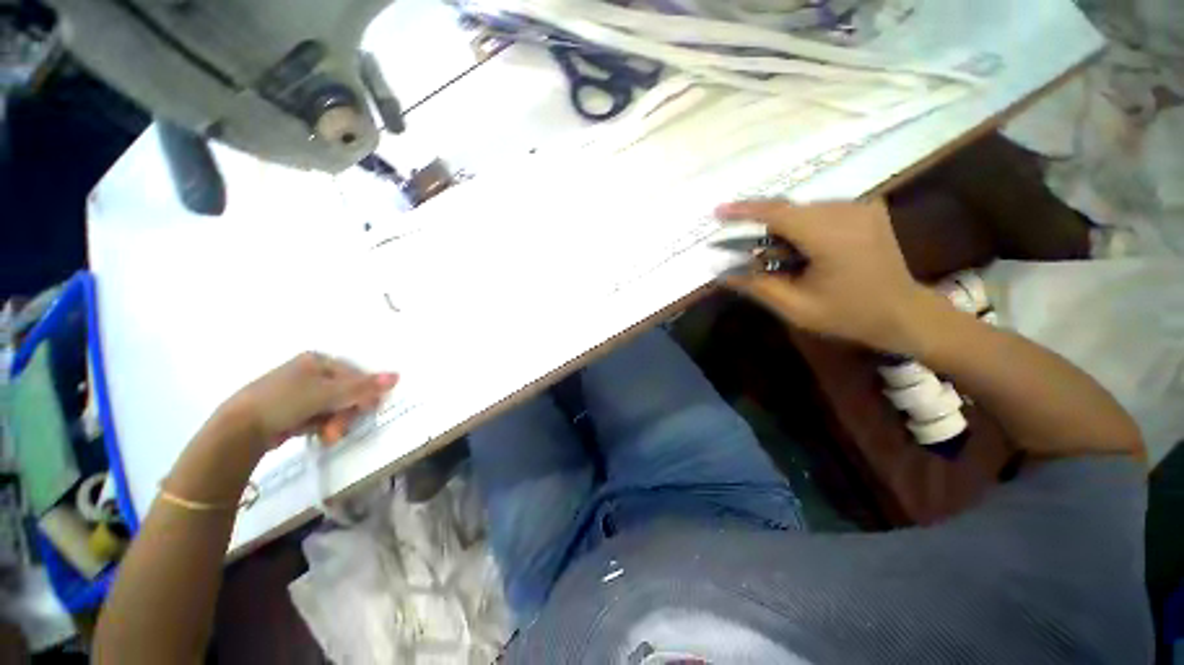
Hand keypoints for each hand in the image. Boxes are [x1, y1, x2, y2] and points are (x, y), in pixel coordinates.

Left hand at [220, 353, 397, 450]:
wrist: (239, 429)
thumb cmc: (285, 401)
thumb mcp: (328, 393)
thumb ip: (363, 387)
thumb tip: (397, 376)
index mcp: (317, 360)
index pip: (354, 375)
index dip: (363, 393)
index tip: (366, 410)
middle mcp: (310, 373)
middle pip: (345, 392)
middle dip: (346, 413)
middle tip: (339, 429)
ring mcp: (299, 392)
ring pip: (334, 407)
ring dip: (336, 423)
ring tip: (327, 436)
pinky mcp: (291, 410)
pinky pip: (319, 416)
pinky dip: (322, 426)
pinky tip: (317, 434)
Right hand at [716, 199, 937, 352]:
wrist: (903, 313)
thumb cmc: (849, 315)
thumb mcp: (796, 308)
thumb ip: (757, 287)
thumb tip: (722, 273)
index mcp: (831, 236)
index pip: (778, 213)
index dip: (744, 211)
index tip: (717, 212)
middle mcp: (847, 211)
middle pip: (788, 211)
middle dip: (764, 231)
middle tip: (752, 255)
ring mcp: (860, 207)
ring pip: (802, 211)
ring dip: (783, 231)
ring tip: (784, 260)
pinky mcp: (865, 209)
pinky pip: (819, 212)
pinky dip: (802, 228)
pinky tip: (805, 251)